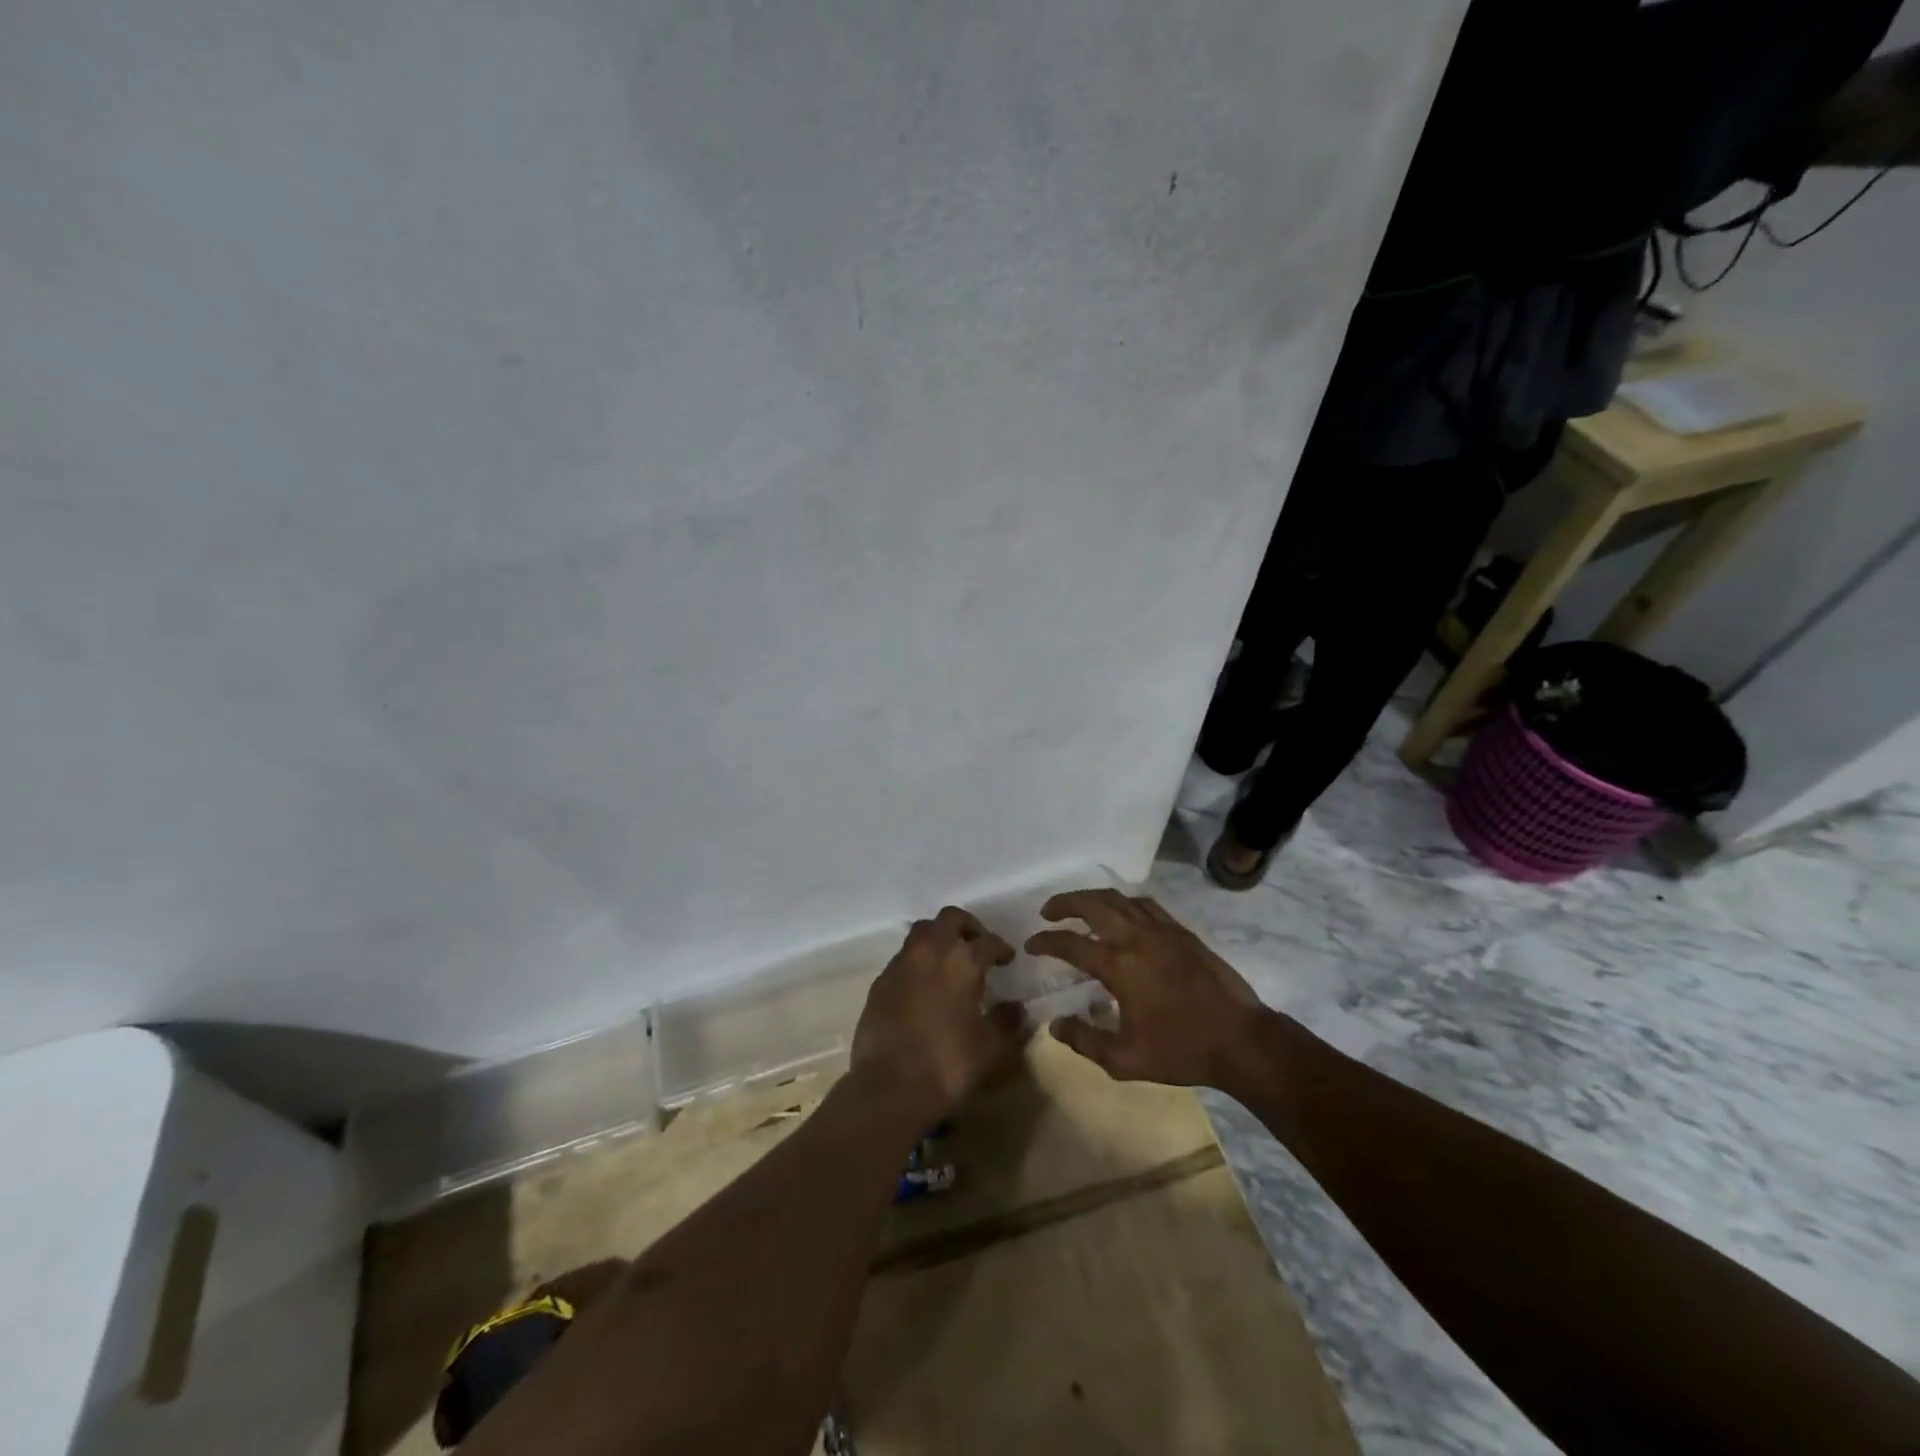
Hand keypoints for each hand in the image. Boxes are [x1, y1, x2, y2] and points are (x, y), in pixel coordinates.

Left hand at [851, 907, 1024, 1120]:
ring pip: (921, 932)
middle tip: (977, 945)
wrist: (889, 1086)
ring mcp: (900, 964)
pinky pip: (903, 958)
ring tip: (949, 961)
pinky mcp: (880, 981)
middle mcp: (930, 952)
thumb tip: (1017, 1007)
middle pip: (949, 919)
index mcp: (962, 961)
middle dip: (967, 926)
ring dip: (938, 938)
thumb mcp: (989, 1047)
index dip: (1001, 948)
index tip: (1007, 958)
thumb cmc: (948, 1064)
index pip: (987, 941)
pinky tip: (923, 985)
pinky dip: (917, 961)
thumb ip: (1006, 1021)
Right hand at [1025, 889, 1277, 1088]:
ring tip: (1079, 907)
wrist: (1240, 1039)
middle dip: (1065, 903)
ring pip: (1119, 898)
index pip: (1071, 944)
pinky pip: (1145, 904)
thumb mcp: (1125, 1059)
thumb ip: (1085, 1040)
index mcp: (1118, 965)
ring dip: (1092, 898)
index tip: (1031, 945)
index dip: (1046, 942)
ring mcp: (1161, 930)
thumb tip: (1055, 1025)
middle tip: (1048, 912)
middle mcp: (1136, 937)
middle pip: (1092, 904)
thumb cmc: (1180, 1050)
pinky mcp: (1181, 932)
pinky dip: (1124, 902)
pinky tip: (1122, 913)